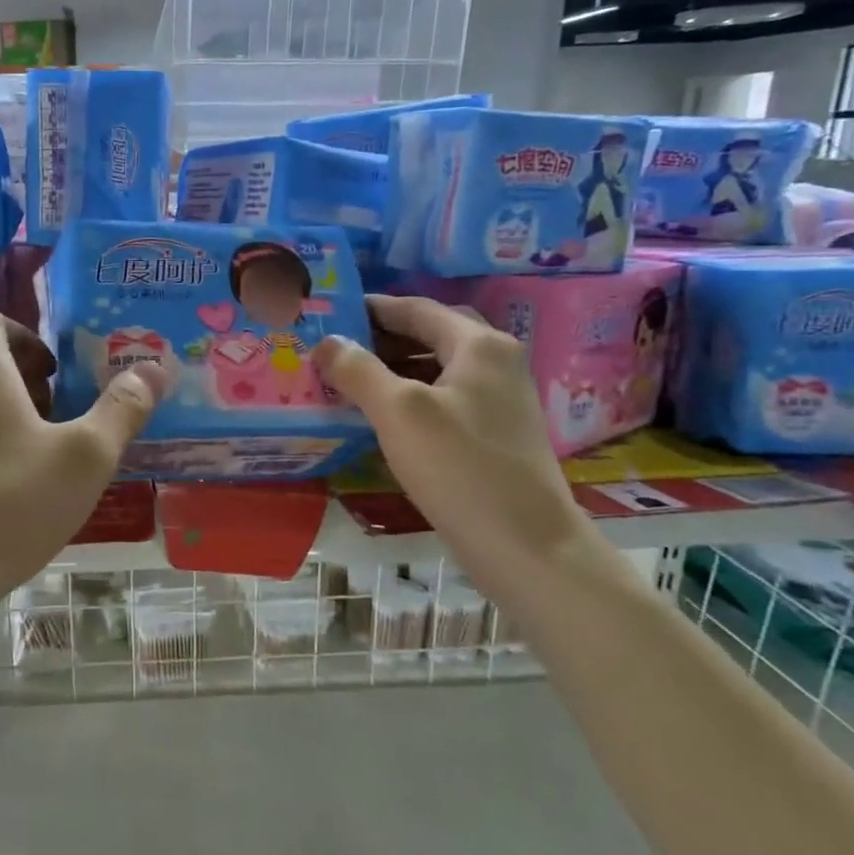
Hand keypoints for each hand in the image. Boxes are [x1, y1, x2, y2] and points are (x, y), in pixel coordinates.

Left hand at [0, 310, 170, 610]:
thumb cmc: (9, 507)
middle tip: (59, 419)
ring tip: (35, 460)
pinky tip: (1, 496)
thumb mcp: (85, 459)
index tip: (54, 371)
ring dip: (2, 416)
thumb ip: (122, 409)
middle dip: (23, 382)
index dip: (25, 333)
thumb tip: (154, 368)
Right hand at [312, 295, 585, 581]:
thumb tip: (327, 342)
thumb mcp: (399, 412)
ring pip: (436, 368)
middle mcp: (496, 362)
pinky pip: (444, 399)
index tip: (329, 314)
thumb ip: (359, 370)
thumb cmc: (461, 468)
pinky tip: (380, 417)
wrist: (526, 546)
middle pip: (429, 334)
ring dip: (393, 368)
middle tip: (333, 347)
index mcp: (479, 345)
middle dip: (380, 338)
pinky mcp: (495, 433)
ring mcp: (500, 399)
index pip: (416, 308)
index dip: (370, 308)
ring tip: (347, 380)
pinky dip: (410, 396)